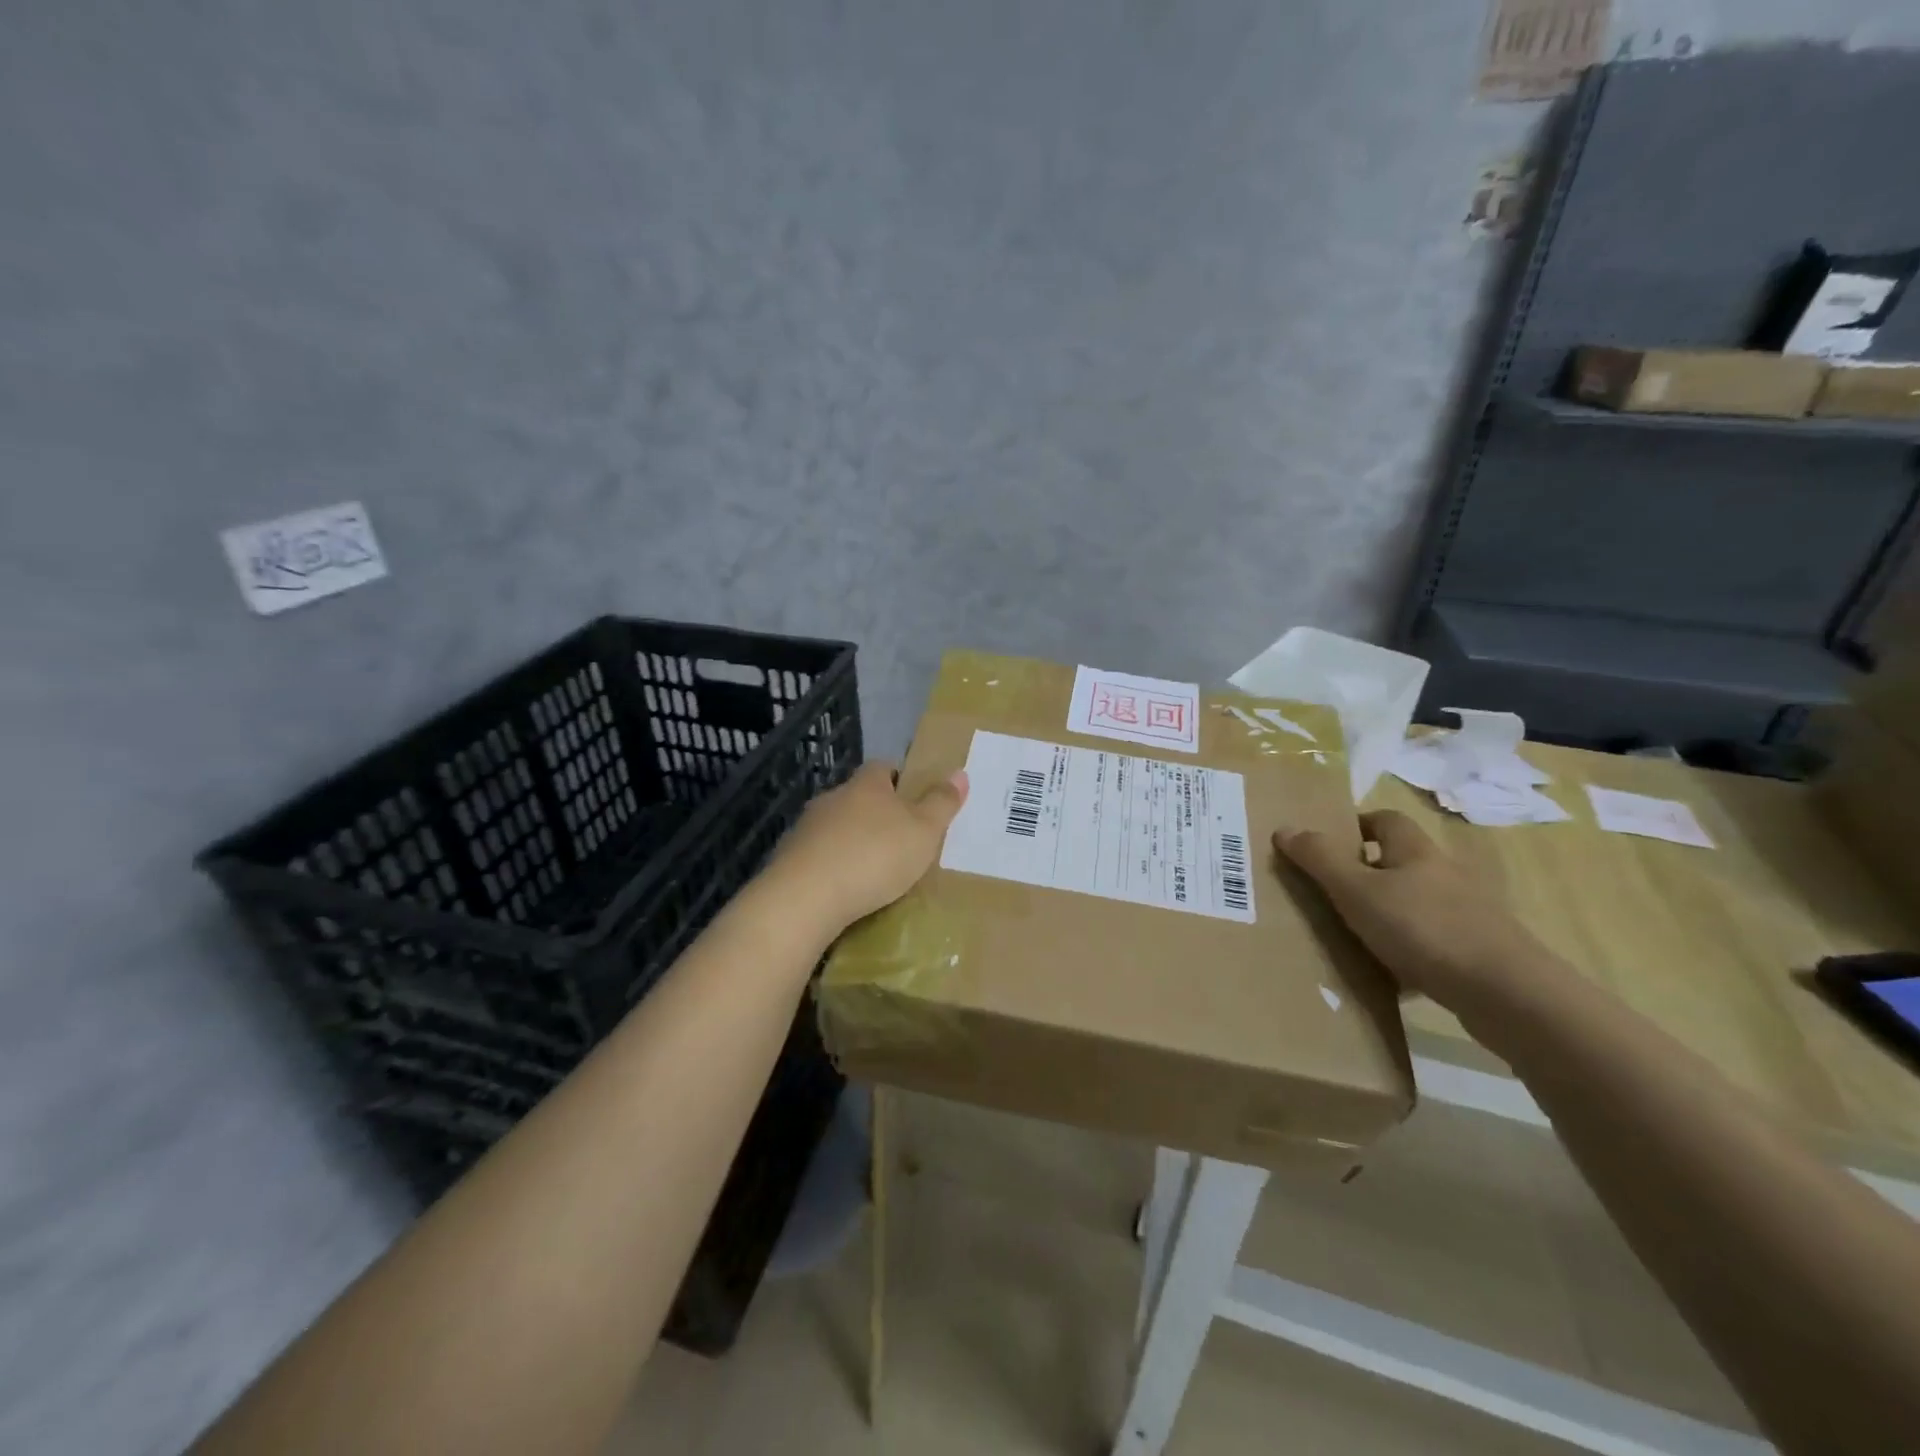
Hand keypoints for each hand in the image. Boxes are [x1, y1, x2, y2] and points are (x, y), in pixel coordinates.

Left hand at [767, 760, 968, 935]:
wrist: (805, 897)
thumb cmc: (874, 856)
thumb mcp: (923, 831)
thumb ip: (941, 803)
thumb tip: (959, 772)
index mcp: (866, 785)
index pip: (883, 767)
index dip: (900, 779)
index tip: (914, 797)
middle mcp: (833, 798)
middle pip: (858, 797)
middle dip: (876, 813)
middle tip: (900, 837)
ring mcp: (806, 828)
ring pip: (836, 827)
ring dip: (852, 841)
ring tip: (873, 868)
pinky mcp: (788, 859)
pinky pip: (818, 856)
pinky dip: (833, 866)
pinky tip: (844, 888)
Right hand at [1274, 810, 1564, 1010]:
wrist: (1507, 994)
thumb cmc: (1423, 929)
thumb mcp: (1357, 891)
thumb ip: (1319, 859)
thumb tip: (1284, 828)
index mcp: (1416, 851)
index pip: (1385, 820)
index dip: (1356, 825)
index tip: (1327, 845)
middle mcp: (1445, 874)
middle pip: (1400, 862)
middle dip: (1367, 873)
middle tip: (1330, 893)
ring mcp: (1468, 914)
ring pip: (1416, 904)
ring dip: (1388, 914)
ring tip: (1353, 936)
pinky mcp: (1479, 952)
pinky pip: (1432, 942)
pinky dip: (1409, 952)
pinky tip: (1390, 975)